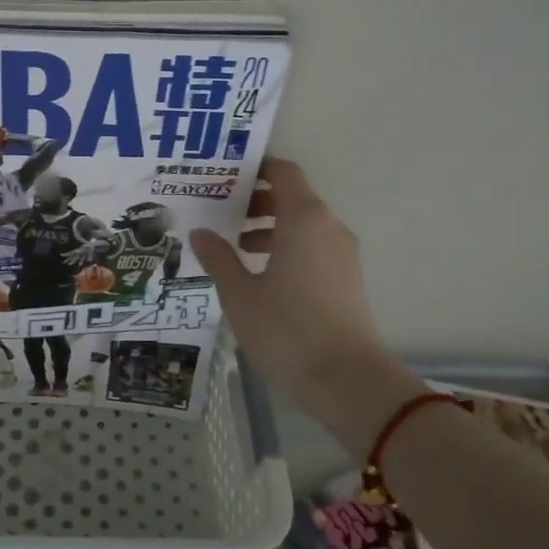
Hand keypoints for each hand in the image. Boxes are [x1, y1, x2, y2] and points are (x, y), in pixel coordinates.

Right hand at [189, 158, 422, 454]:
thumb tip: (200, 233)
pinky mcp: (347, 280)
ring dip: (270, 227)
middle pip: (293, 197)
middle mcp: (328, 227)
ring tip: (234, 247)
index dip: (256, 168)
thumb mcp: (240, 293)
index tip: (225, 175)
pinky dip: (287, 247)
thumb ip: (218, 258)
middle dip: (256, 201)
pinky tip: (260, 275)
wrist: (347, 381)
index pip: (283, 172)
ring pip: (303, 225)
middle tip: (220, 212)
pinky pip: (314, 247)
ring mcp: (342, 254)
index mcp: (303, 218)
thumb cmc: (287, 329)